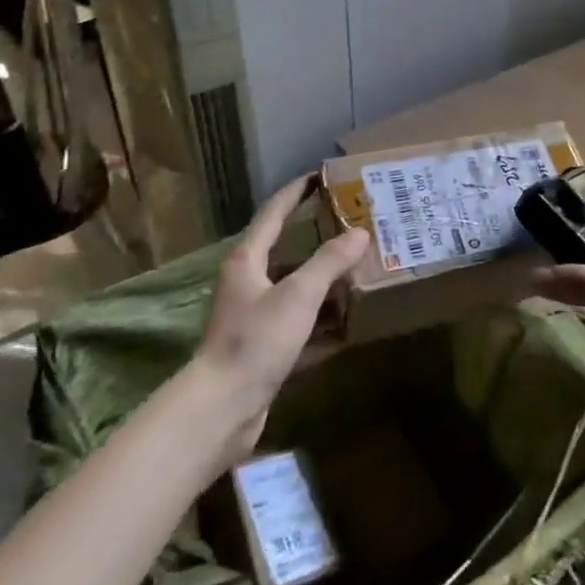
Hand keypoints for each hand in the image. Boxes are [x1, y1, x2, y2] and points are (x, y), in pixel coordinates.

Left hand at [192, 175, 368, 455]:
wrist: (222, 410)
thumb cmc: (255, 340)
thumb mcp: (298, 295)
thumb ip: (329, 261)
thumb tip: (359, 232)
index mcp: (248, 260)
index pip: (274, 213)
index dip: (297, 192)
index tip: (321, 175)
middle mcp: (248, 283)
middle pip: (288, 253)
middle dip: (321, 242)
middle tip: (355, 228)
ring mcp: (256, 319)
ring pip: (297, 292)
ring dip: (326, 285)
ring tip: (362, 274)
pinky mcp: (264, 350)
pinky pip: (301, 327)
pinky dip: (323, 324)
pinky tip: (350, 325)